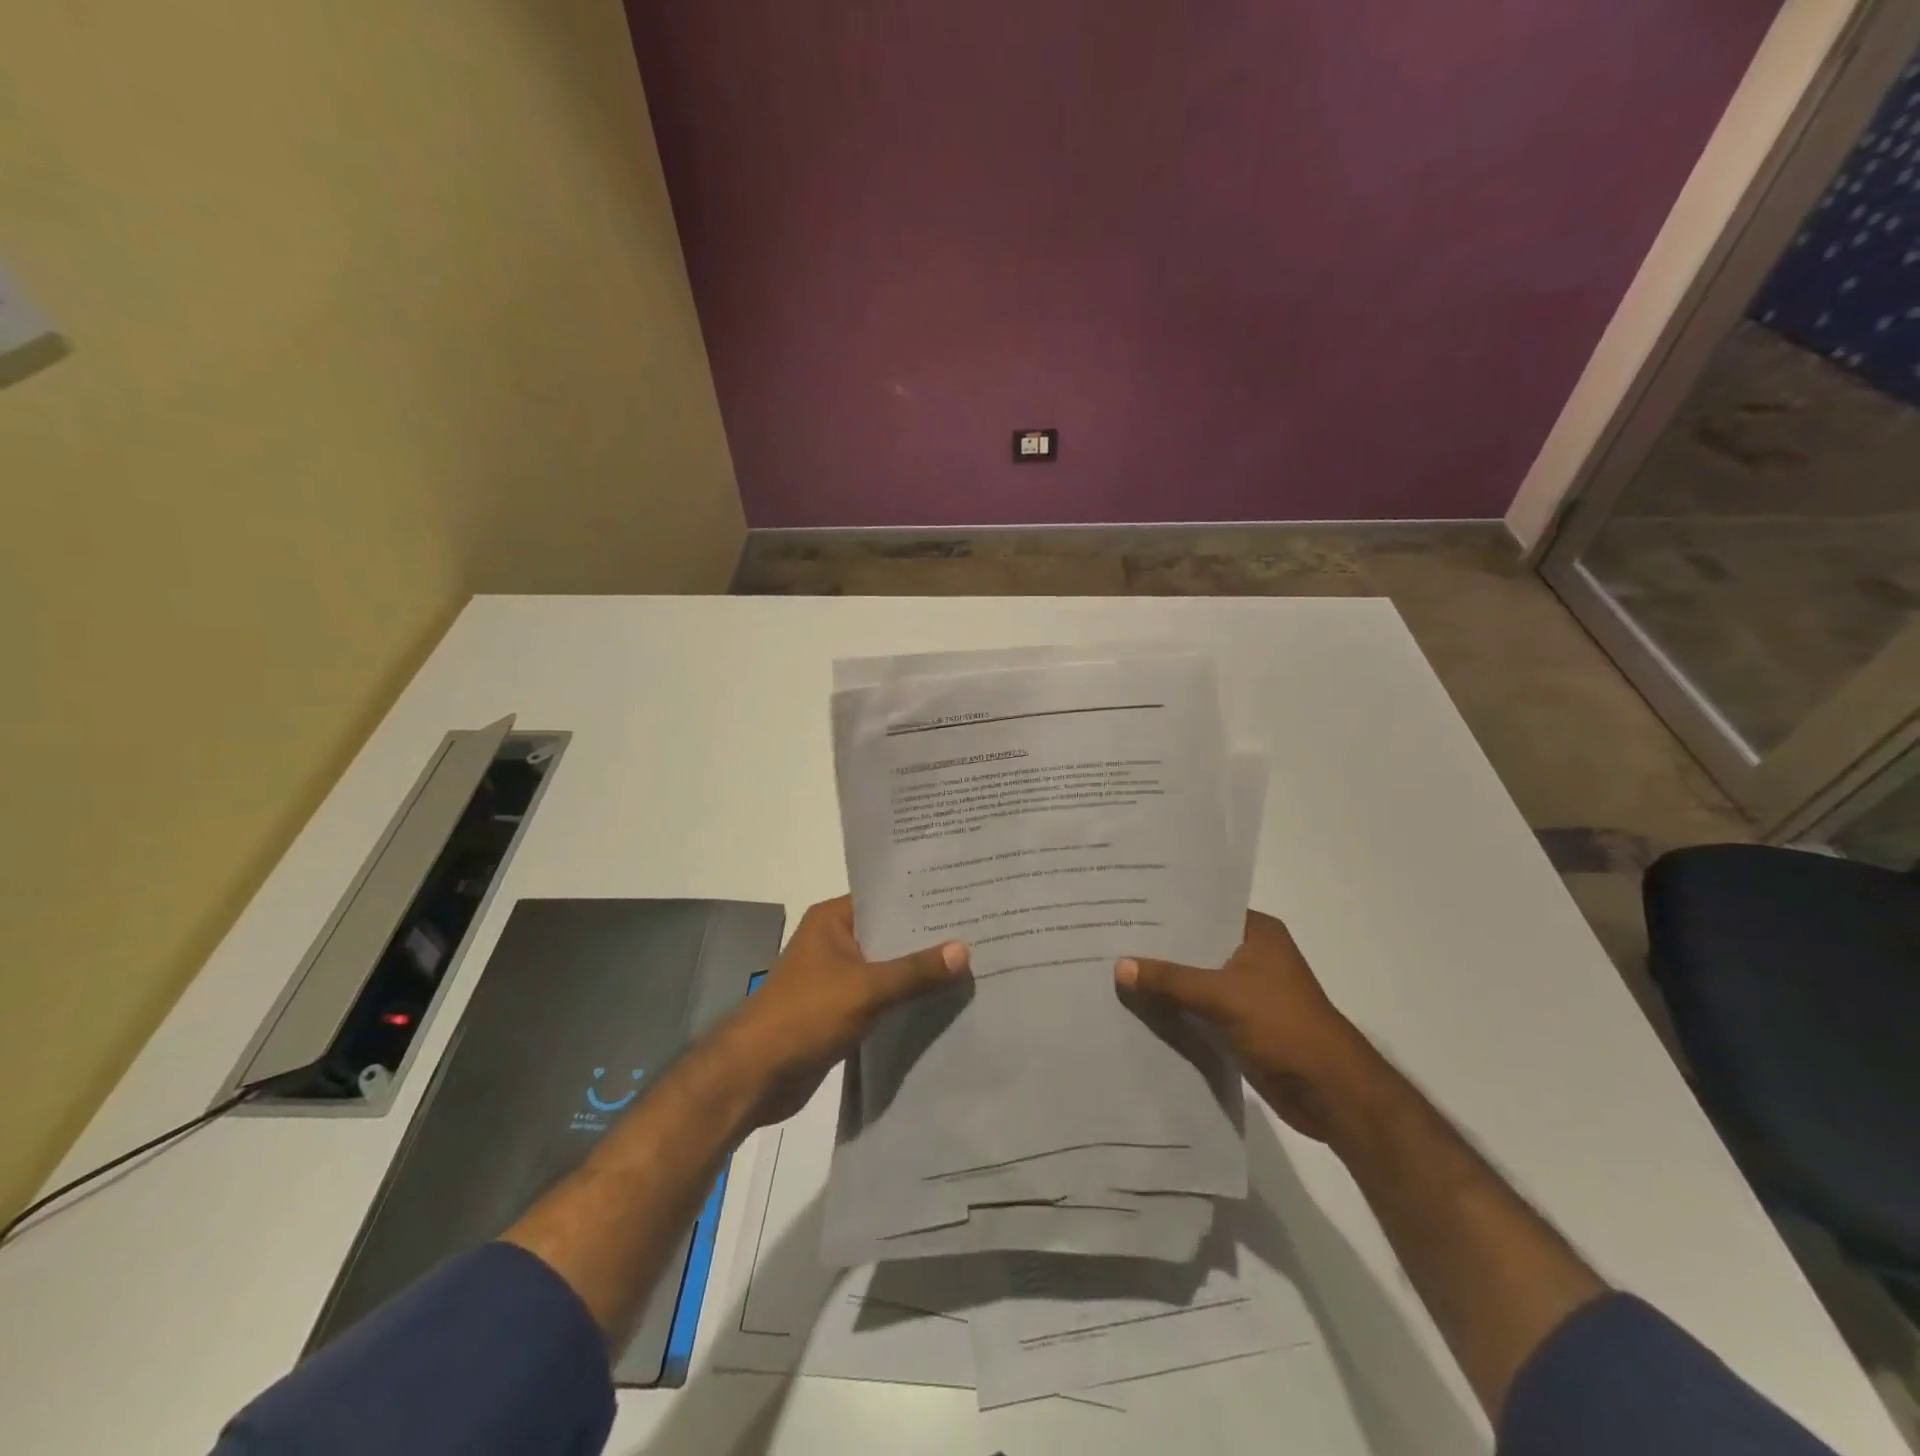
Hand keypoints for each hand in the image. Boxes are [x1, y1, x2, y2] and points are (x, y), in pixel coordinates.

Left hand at [719, 896, 969, 1126]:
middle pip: (890, 932)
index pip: (886, 897)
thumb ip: (915, 971)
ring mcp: (837, 976)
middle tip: (979, 929)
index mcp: (833, 919)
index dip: (923, 897)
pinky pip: (882, 995)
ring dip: (919, 970)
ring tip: (972, 962)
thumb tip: (965, 950)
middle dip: (928, 937)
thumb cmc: (805, 1016)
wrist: (755, 1076)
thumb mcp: (865, 989)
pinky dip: (906, 998)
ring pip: (888, 966)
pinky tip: (944, 999)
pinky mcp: (841, 1009)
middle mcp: (835, 940)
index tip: (965, 895)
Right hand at [1117, 911, 1376, 1141]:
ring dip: (1164, 979)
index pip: (1203, 908)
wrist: (1331, 1094)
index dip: (1165, 907)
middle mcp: (1252, 954)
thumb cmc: (1284, 1028)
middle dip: (1158, 945)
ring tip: (1113, 967)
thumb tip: (1119, 966)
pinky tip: (1138, 1005)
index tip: (1124, 903)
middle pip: (1195, 943)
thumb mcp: (1222, 996)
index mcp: (1257, 932)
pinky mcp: (1240, 1022)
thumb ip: (1170, 980)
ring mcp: (1247, 990)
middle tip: (1109, 934)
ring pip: (1194, 976)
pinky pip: (1198, 1006)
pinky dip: (1174, 1007)